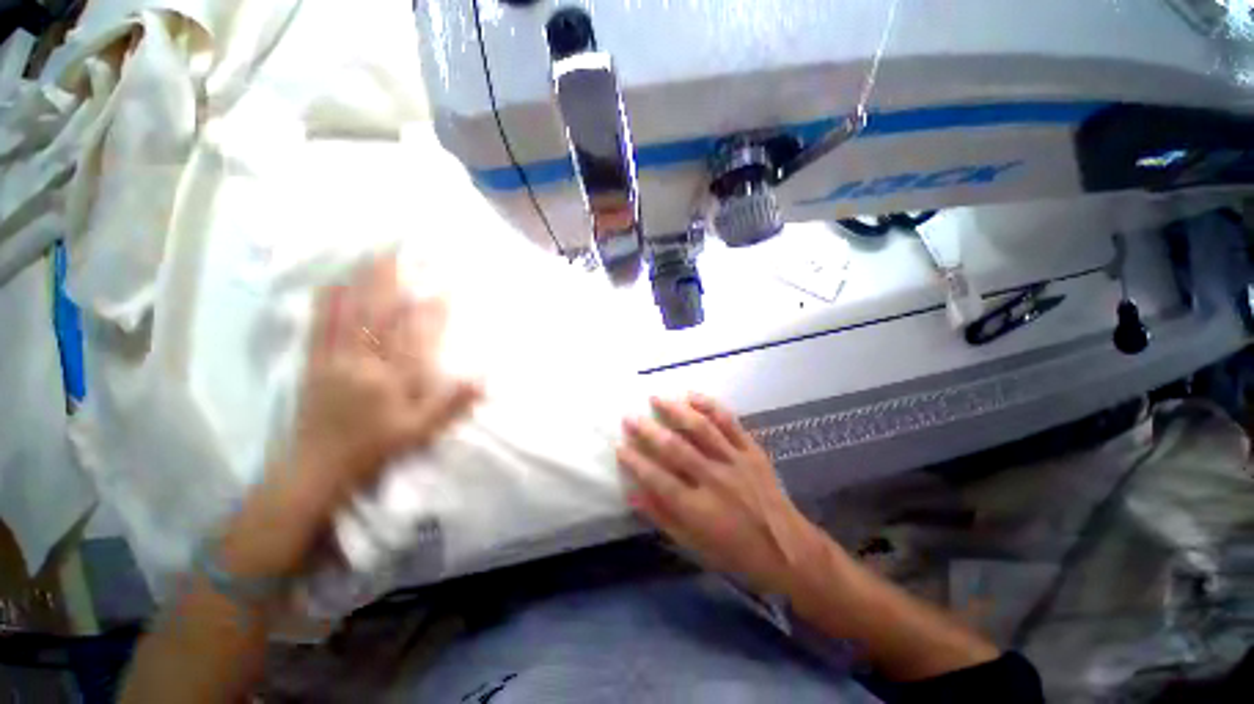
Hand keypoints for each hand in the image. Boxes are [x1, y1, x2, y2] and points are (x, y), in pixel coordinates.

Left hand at [222, 253, 479, 577]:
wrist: (315, 467)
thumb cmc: (373, 449)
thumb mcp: (420, 432)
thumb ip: (451, 404)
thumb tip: (483, 379)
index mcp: (391, 379)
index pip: (416, 337)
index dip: (432, 311)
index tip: (444, 288)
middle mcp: (363, 362)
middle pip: (378, 315)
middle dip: (391, 281)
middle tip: (401, 252)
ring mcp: (334, 359)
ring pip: (348, 314)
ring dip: (361, 283)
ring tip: (371, 257)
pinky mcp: (313, 363)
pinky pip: (319, 326)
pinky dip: (327, 302)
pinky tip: (332, 284)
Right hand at [617, 395, 829, 594]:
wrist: (787, 549)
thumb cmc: (735, 553)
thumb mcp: (694, 546)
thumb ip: (662, 518)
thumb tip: (632, 495)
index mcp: (698, 508)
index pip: (658, 479)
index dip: (635, 461)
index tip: (619, 445)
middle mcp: (714, 480)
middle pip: (675, 449)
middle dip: (648, 431)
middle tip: (629, 416)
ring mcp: (735, 461)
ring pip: (701, 429)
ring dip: (676, 411)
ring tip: (656, 398)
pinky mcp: (751, 450)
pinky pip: (729, 423)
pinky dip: (710, 406)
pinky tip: (693, 396)